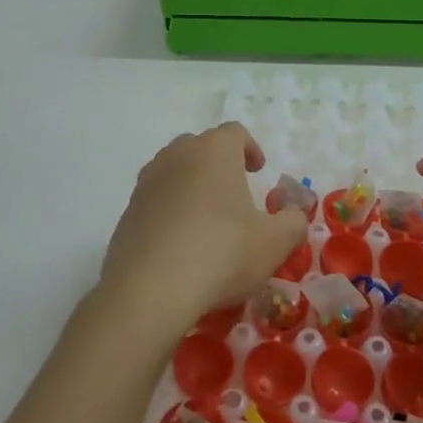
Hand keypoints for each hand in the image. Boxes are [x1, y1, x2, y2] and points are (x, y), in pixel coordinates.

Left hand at [100, 123, 307, 341]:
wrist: (149, 290)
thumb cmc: (221, 254)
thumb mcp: (274, 243)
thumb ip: (293, 223)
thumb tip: (294, 214)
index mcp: (214, 151)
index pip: (234, 132)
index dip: (250, 148)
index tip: (258, 171)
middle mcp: (177, 155)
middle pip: (202, 147)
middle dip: (219, 164)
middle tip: (234, 193)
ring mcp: (148, 181)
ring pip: (175, 171)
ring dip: (192, 185)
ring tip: (206, 218)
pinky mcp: (128, 210)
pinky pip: (156, 199)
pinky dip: (170, 210)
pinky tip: (180, 243)